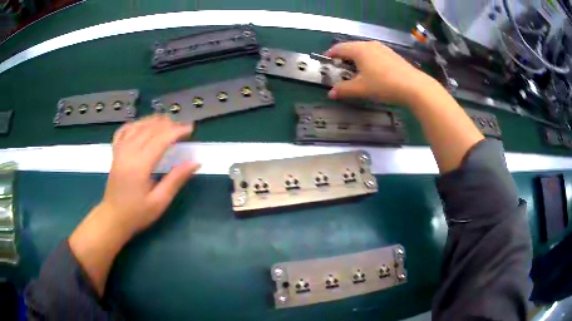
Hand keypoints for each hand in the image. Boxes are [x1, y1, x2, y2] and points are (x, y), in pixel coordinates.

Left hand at [101, 115, 199, 235]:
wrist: (113, 219)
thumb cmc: (137, 214)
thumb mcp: (159, 201)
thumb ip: (176, 179)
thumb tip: (195, 163)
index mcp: (139, 166)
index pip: (160, 140)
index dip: (176, 131)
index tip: (190, 129)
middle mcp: (128, 153)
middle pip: (149, 129)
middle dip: (167, 124)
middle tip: (182, 126)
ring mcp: (119, 151)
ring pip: (136, 127)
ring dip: (152, 121)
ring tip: (166, 121)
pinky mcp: (115, 154)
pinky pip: (123, 131)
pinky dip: (134, 124)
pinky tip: (141, 125)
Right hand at [326, 41, 433, 104]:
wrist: (414, 86)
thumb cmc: (384, 84)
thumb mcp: (361, 89)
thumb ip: (344, 90)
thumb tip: (331, 93)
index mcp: (359, 50)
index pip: (339, 48)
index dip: (330, 54)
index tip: (326, 61)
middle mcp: (370, 45)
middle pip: (352, 47)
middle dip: (343, 56)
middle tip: (339, 67)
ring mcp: (383, 49)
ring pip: (364, 50)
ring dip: (356, 58)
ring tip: (355, 70)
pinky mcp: (392, 55)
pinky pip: (375, 54)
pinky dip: (368, 60)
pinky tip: (372, 71)